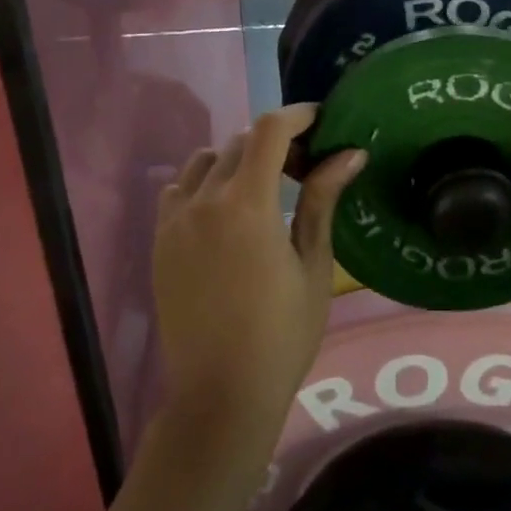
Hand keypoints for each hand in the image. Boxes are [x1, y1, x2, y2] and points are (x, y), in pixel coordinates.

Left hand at [153, 105, 365, 459]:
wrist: (220, 396)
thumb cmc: (282, 333)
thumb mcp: (313, 264)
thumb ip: (323, 200)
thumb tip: (350, 153)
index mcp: (246, 204)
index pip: (269, 131)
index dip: (297, 115)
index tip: (322, 119)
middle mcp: (204, 201)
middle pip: (240, 141)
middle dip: (276, 141)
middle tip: (306, 164)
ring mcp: (174, 221)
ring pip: (206, 160)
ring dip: (238, 157)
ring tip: (265, 184)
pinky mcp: (160, 242)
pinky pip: (179, 189)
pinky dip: (205, 181)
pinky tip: (226, 209)